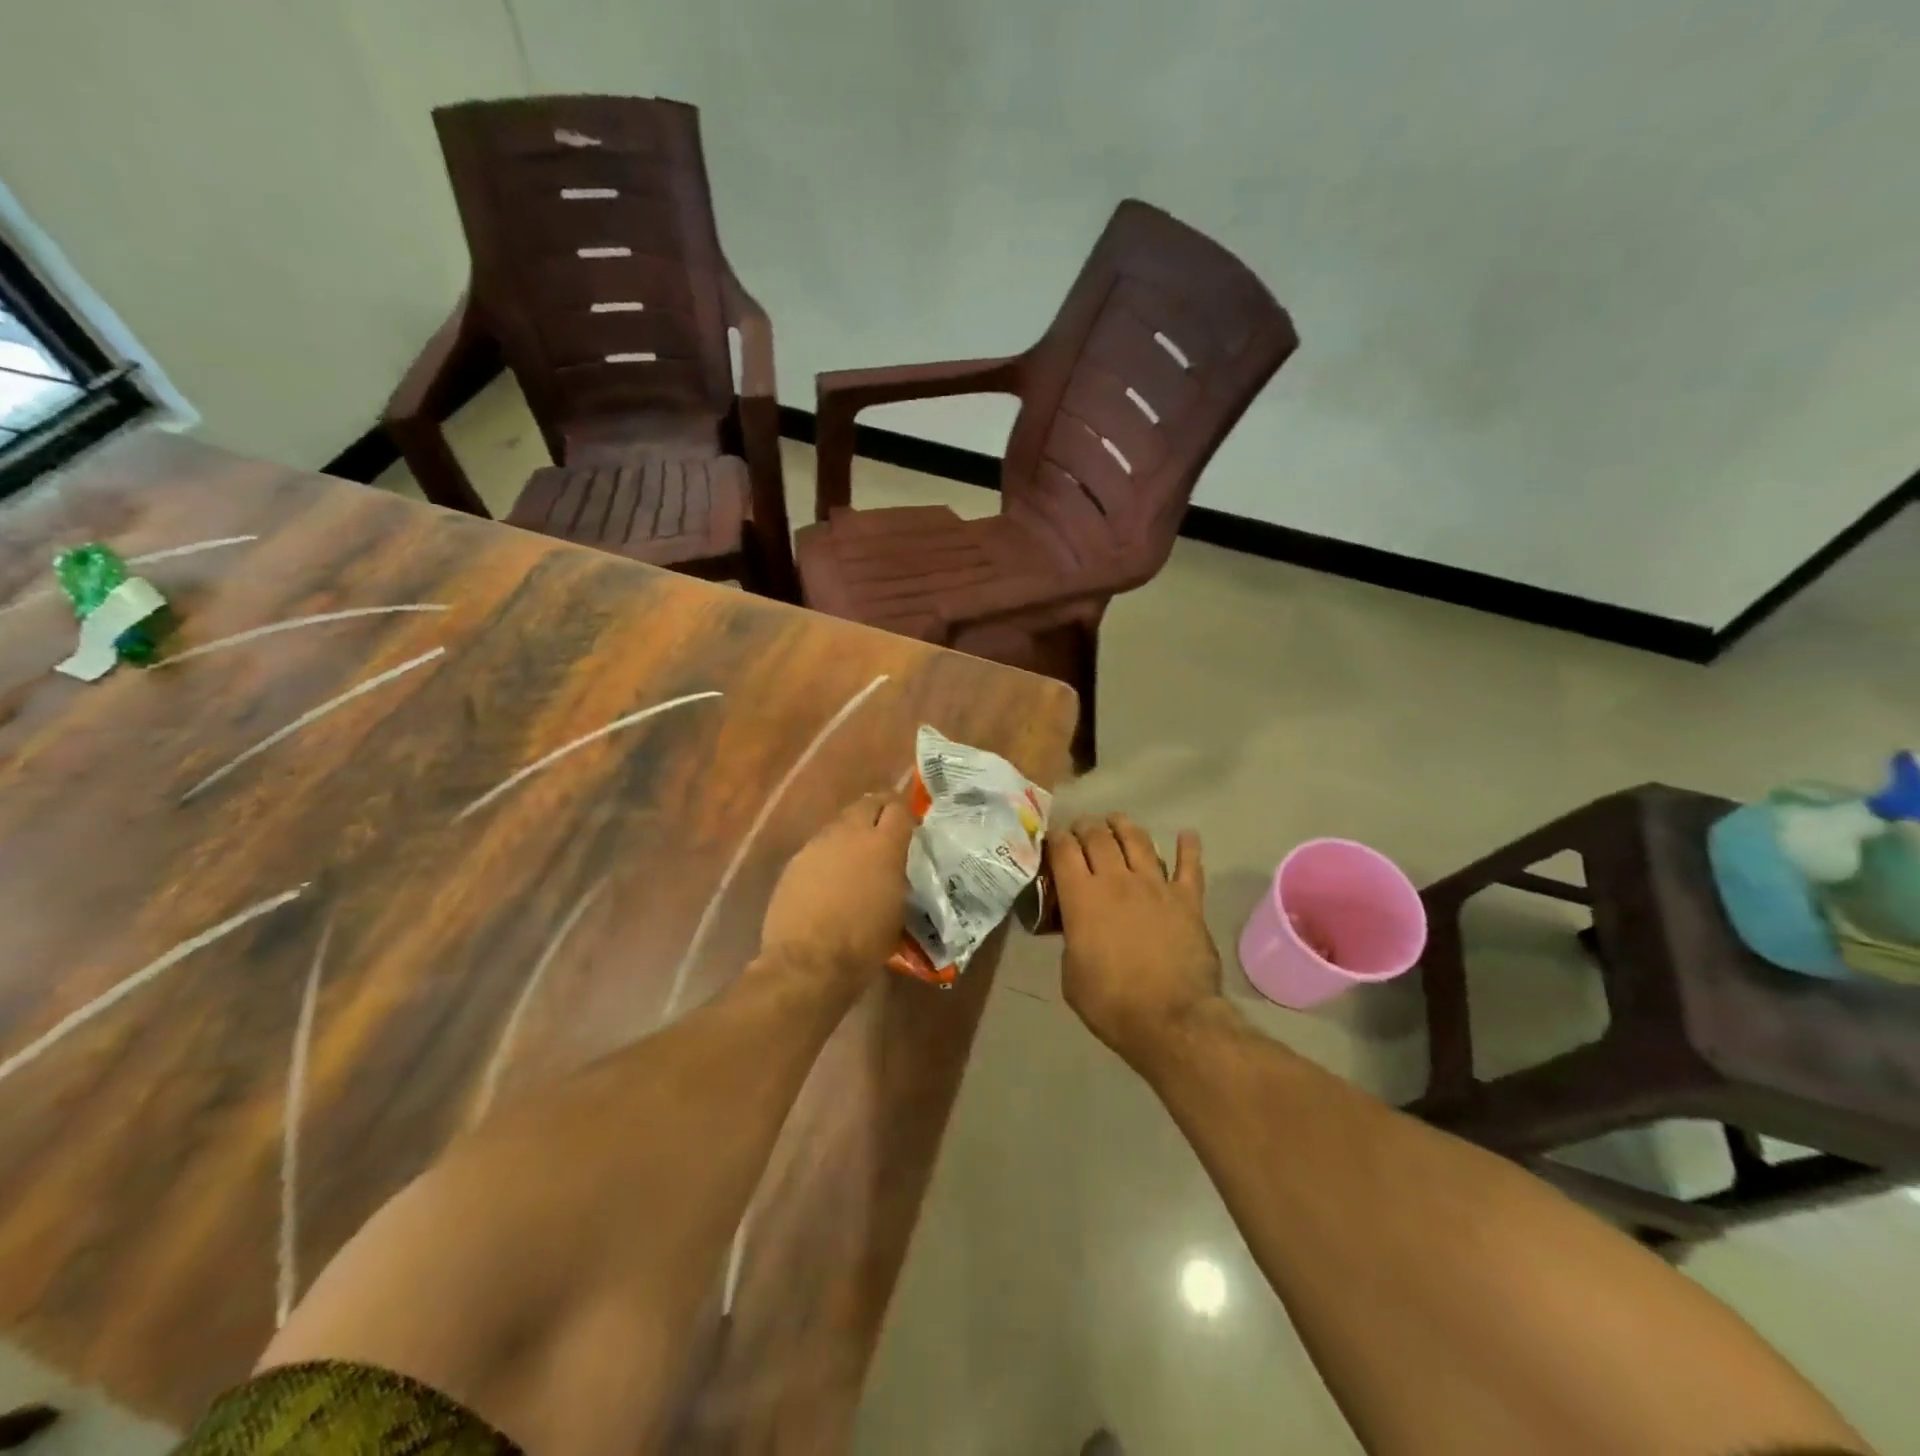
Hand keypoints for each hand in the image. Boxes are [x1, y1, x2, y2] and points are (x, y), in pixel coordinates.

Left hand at [758, 791, 913, 999]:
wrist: (808, 963)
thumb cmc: (864, 943)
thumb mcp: (898, 909)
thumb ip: (898, 877)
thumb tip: (895, 869)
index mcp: (884, 845)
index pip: (900, 808)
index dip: (907, 814)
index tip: (911, 828)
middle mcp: (850, 834)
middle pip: (868, 803)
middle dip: (879, 811)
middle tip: (885, 830)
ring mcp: (818, 844)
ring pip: (841, 823)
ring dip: (852, 833)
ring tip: (857, 857)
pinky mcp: (795, 861)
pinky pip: (819, 847)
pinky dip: (830, 854)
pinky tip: (830, 878)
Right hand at [1052, 814, 1223, 1065]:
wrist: (1171, 1020)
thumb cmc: (1111, 1003)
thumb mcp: (1071, 974)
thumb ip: (1071, 939)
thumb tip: (1077, 926)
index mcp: (1082, 897)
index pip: (1063, 850)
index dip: (1055, 839)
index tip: (1052, 839)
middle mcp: (1117, 880)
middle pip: (1098, 837)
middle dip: (1085, 827)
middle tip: (1081, 828)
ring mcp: (1156, 886)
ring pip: (1138, 840)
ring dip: (1124, 826)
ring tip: (1117, 821)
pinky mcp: (1188, 899)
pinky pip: (1189, 866)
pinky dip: (1188, 848)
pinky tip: (1187, 835)